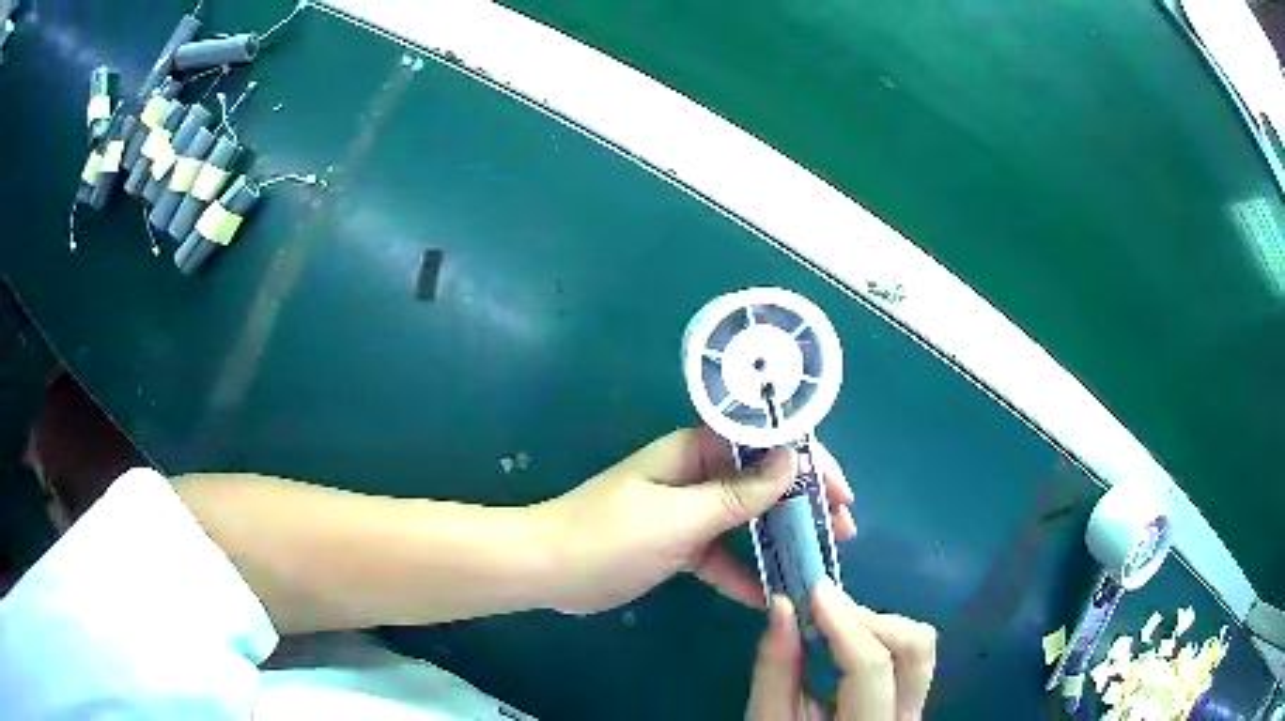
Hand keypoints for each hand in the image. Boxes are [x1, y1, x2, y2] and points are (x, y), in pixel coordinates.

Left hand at [532, 426, 855, 614]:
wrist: (547, 570)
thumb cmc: (610, 536)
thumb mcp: (680, 517)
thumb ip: (738, 496)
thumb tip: (792, 463)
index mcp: (695, 451)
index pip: (765, 443)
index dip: (808, 462)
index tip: (840, 492)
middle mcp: (696, 475)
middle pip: (764, 482)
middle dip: (805, 503)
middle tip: (843, 528)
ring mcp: (688, 512)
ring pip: (747, 520)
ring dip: (782, 538)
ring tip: (819, 559)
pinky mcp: (678, 546)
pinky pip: (721, 555)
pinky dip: (743, 572)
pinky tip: (768, 596)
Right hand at [747, 580, 936, 720]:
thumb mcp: (768, 719)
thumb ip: (775, 669)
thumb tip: (783, 607)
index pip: (871, 667)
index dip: (845, 624)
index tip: (815, 592)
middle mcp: (906, 716)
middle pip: (914, 647)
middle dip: (870, 620)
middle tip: (824, 611)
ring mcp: (915, 708)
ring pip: (921, 647)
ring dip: (879, 625)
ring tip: (835, 627)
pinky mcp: (912, 700)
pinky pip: (912, 656)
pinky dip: (883, 637)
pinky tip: (848, 643)